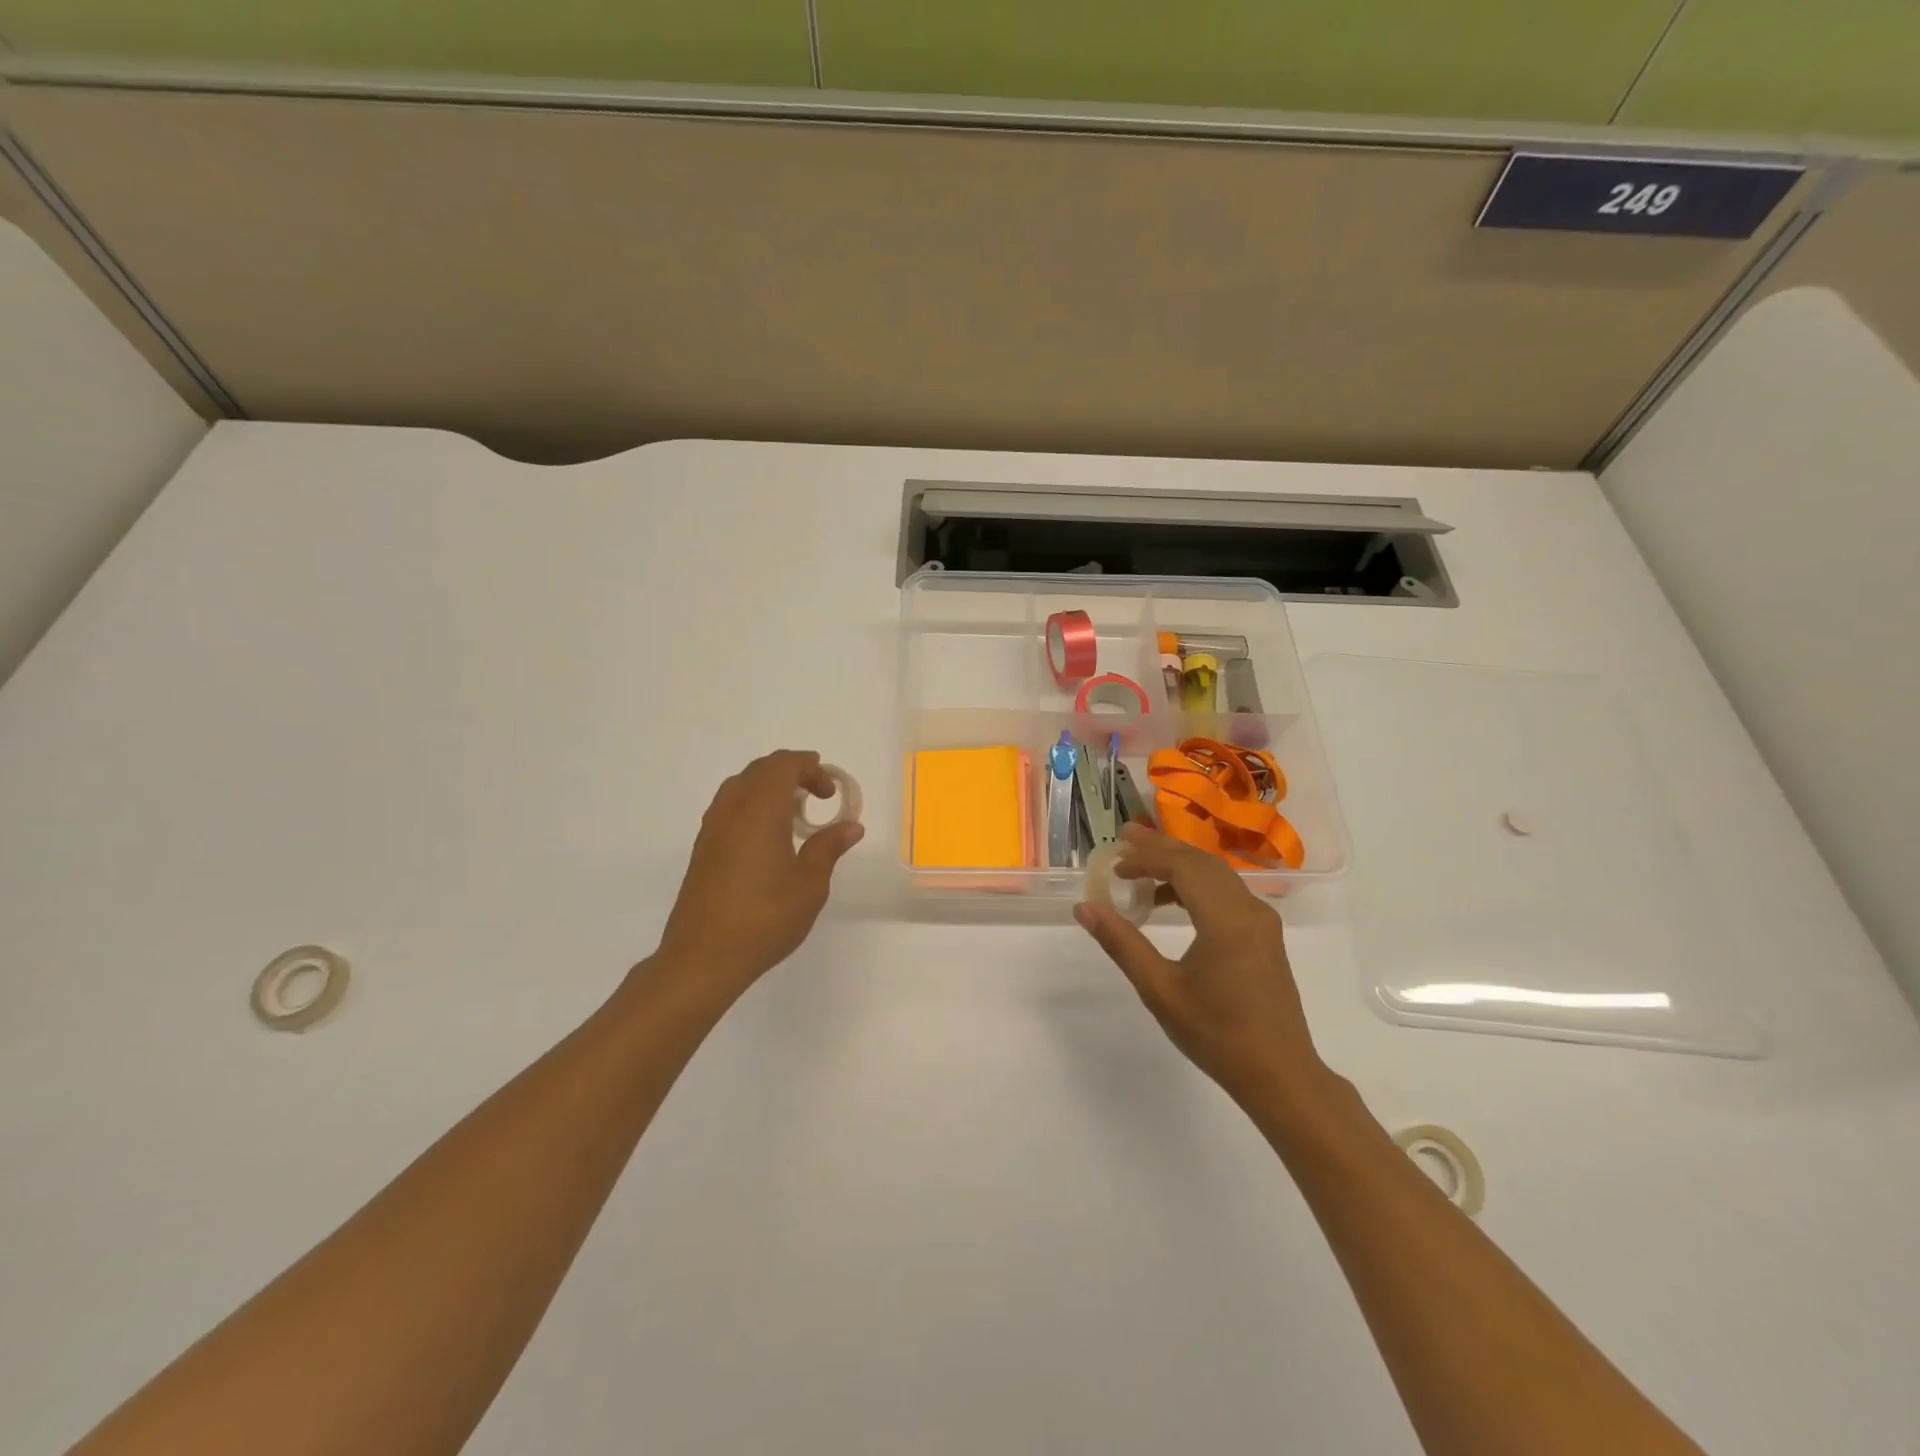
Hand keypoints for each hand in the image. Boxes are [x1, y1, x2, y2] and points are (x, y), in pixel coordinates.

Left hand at [654, 750, 862, 993]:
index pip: (784, 764)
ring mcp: (712, 828)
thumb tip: (851, 826)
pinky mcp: (702, 849)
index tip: (830, 793)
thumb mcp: (810, 884)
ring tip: (794, 816)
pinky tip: (768, 839)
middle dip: (792, 773)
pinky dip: (753, 806)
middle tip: (818, 797)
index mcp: (760, 809)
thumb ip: (829, 847)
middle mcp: (732, 809)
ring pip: (741, 786)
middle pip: (761, 769)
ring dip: (770, 788)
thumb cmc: (764, 918)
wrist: (703, 958)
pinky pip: (729, 808)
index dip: (811, 768)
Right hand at [1075, 823, 1330, 1111]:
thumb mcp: (1160, 990)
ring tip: (1141, 871)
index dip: (1146, 856)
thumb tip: (1085, 908)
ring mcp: (1262, 921)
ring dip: (1179, 866)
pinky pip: (1228, 892)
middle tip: (1124, 842)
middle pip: (1201, 862)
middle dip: (1161, 849)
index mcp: (1225, 920)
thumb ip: (1121, 943)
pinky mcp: (1265, 934)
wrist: (1280, 1075)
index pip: (1182, 867)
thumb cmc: (1217, 1035)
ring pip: (1216, 874)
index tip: (1116, 857)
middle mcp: (1249, 910)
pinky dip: (1197, 885)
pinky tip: (1173, 902)